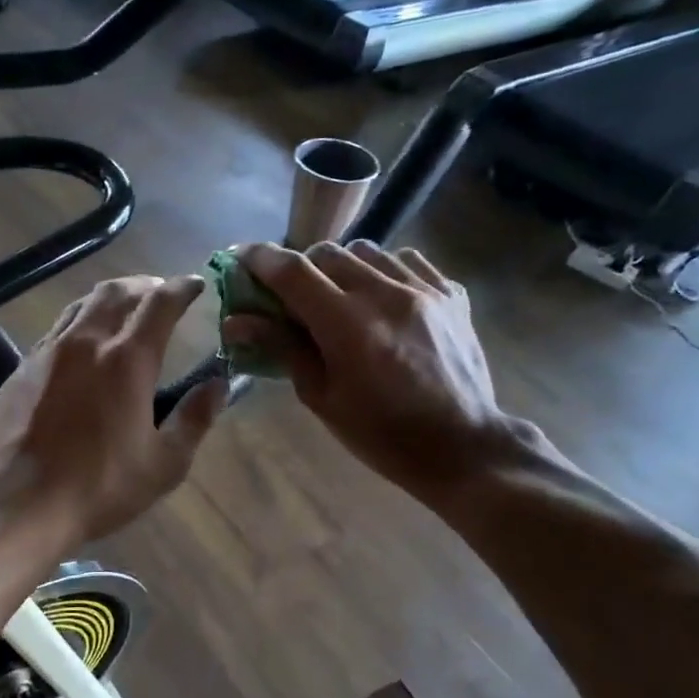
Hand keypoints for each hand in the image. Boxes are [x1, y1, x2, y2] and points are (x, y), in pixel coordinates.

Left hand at [0, 275, 226, 550]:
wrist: (18, 503)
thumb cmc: (100, 487)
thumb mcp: (164, 464)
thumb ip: (195, 419)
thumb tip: (219, 385)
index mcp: (127, 359)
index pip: (160, 303)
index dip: (182, 288)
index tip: (196, 284)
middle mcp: (86, 342)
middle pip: (117, 292)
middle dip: (144, 286)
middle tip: (160, 293)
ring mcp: (48, 352)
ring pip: (81, 305)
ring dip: (109, 298)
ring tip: (123, 308)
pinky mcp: (21, 369)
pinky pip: (56, 329)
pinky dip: (78, 322)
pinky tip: (81, 344)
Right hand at [222, 241, 537, 505]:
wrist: (462, 446)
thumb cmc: (381, 435)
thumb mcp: (321, 398)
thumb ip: (282, 349)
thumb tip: (237, 321)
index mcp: (348, 327)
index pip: (294, 271)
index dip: (261, 259)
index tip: (242, 258)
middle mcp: (386, 295)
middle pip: (327, 253)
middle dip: (300, 267)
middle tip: (292, 296)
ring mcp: (424, 290)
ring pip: (367, 251)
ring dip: (341, 267)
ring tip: (338, 296)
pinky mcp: (451, 293)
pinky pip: (406, 260)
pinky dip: (382, 270)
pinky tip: (380, 298)